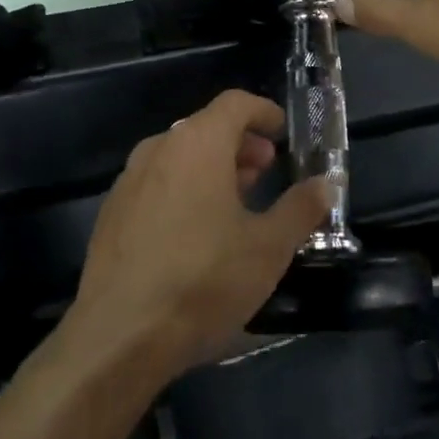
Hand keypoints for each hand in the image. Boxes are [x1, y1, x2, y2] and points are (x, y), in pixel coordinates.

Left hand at [70, 90, 328, 374]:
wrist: (118, 335)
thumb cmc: (203, 281)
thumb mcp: (268, 248)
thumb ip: (300, 209)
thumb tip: (325, 183)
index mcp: (197, 143)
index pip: (235, 103)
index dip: (263, 112)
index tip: (283, 132)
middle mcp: (159, 148)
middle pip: (206, 127)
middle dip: (240, 144)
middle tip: (265, 170)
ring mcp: (129, 180)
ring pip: (179, 156)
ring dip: (212, 167)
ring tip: (236, 201)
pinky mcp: (112, 212)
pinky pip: (156, 183)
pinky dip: (183, 189)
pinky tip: (195, 231)